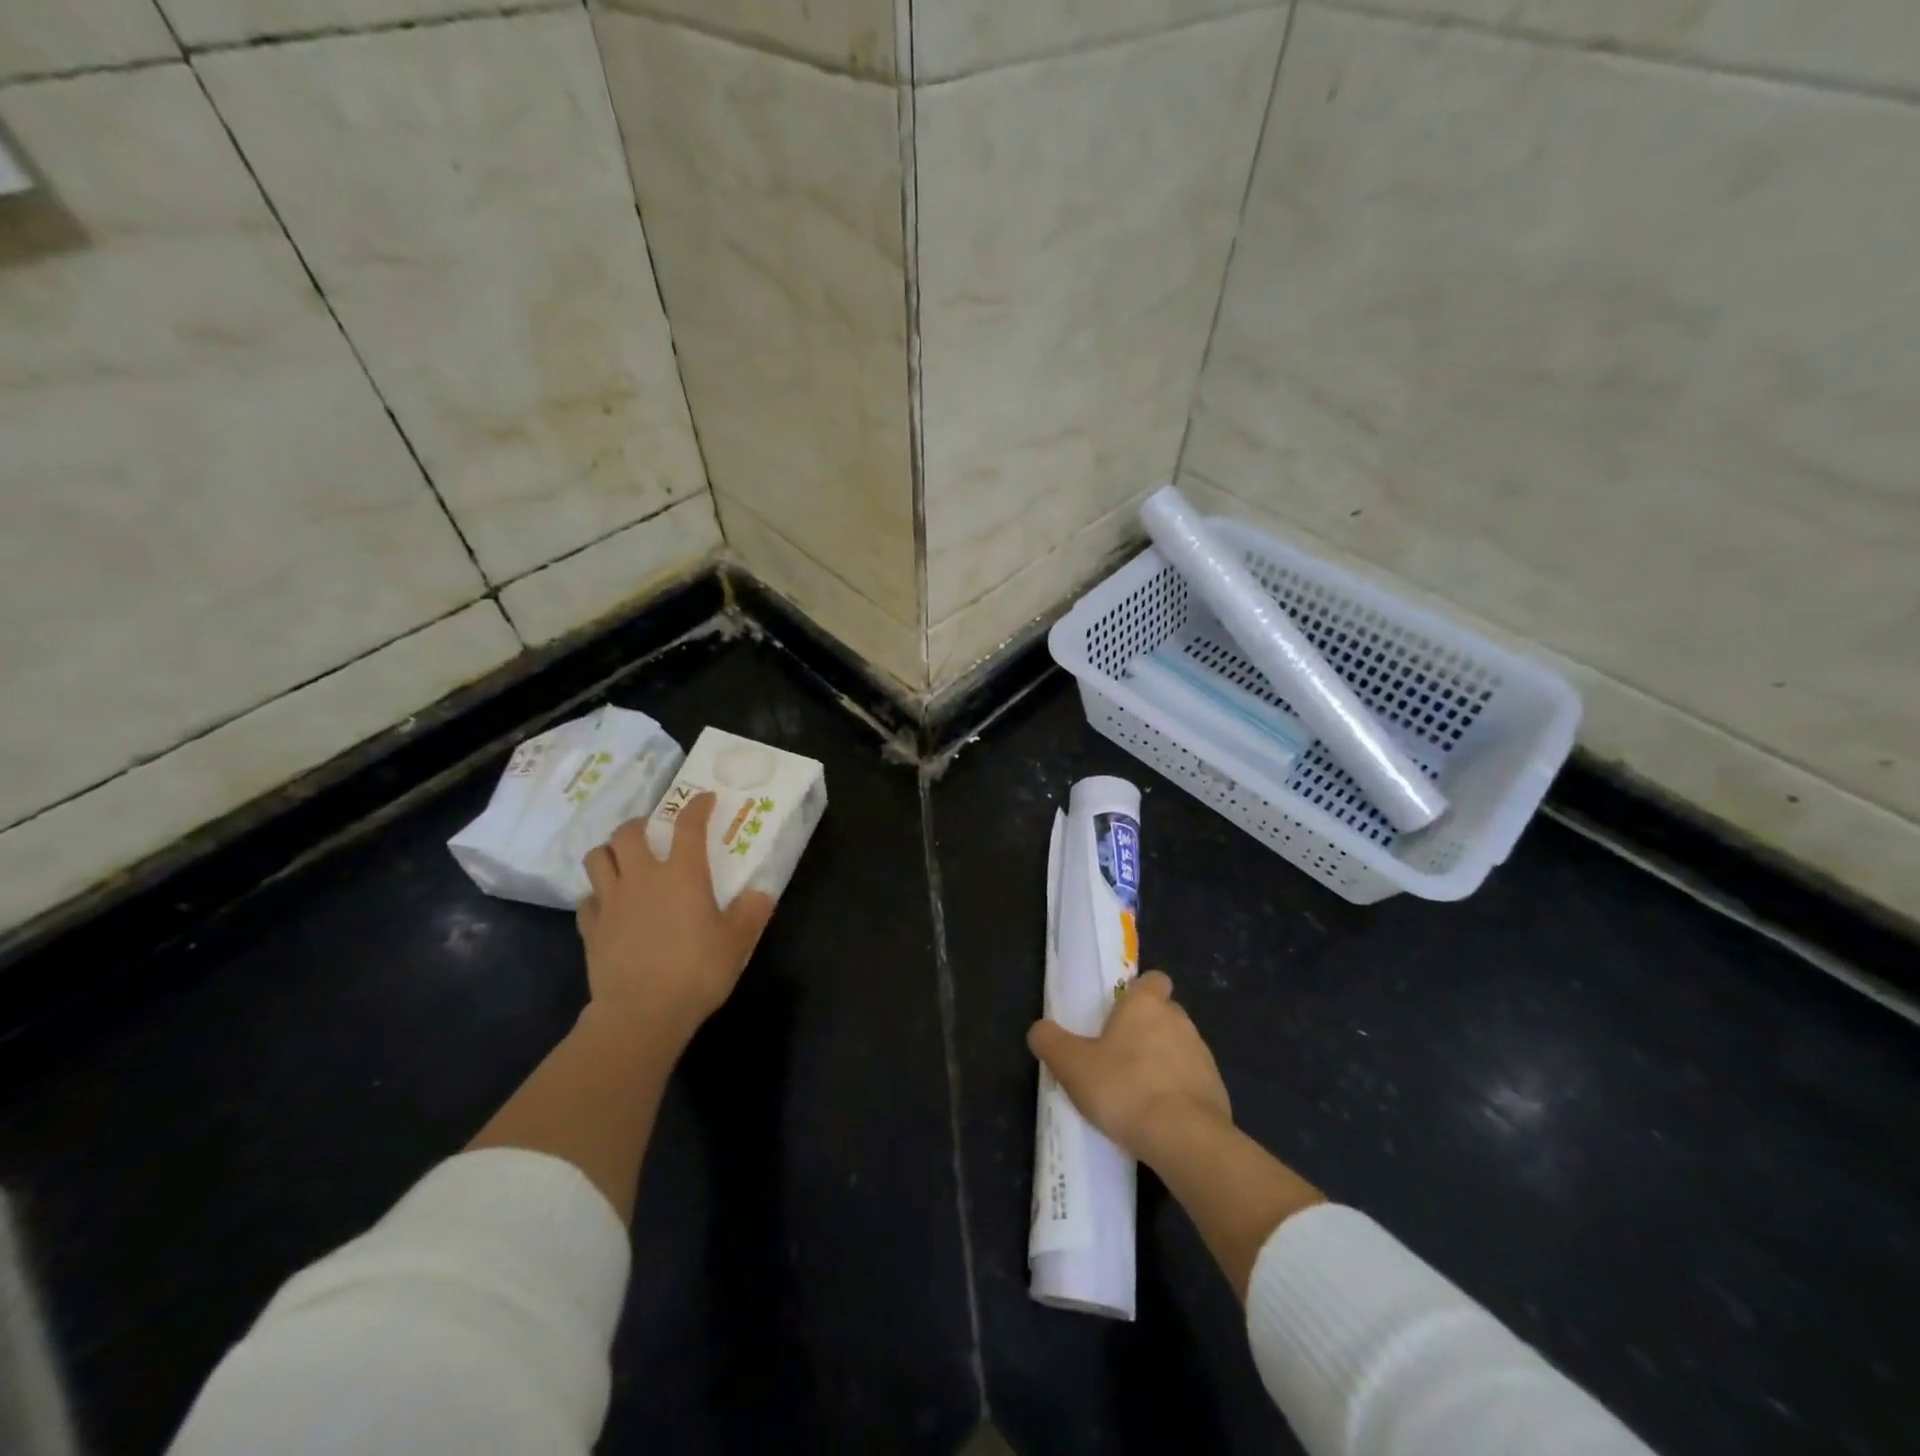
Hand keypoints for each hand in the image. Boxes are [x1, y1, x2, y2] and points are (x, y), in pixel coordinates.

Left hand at [578, 793, 775, 1048]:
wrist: (641, 1013)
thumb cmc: (697, 971)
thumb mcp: (737, 942)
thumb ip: (750, 913)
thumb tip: (759, 893)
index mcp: (682, 874)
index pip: (688, 826)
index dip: (696, 807)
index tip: (704, 798)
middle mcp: (642, 877)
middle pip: (628, 833)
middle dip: (639, 825)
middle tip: (651, 831)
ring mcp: (611, 901)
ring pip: (597, 859)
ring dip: (609, 853)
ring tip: (622, 861)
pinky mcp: (590, 928)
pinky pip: (586, 899)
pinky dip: (596, 895)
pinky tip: (608, 906)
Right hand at [1028, 971, 1232, 1169]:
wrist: (1184, 1139)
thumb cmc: (1124, 1088)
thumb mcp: (1072, 1065)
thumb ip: (1050, 1042)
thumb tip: (1039, 1030)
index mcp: (1146, 1004)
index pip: (1153, 979)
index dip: (1139, 991)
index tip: (1120, 1012)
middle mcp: (1179, 1020)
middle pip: (1164, 1013)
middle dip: (1146, 1030)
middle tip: (1117, 1056)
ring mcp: (1203, 1055)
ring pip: (1179, 1048)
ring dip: (1162, 1062)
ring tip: (1136, 1093)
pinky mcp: (1217, 1090)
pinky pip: (1192, 1082)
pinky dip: (1178, 1093)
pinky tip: (1158, 1118)